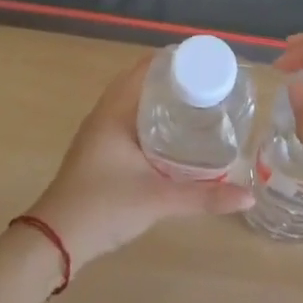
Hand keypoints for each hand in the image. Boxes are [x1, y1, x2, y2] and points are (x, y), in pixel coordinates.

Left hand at [27, 54, 252, 271]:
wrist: (54, 241)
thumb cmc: (104, 207)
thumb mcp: (158, 199)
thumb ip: (204, 197)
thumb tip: (248, 197)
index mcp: (115, 111)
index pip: (147, 68)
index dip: (177, 60)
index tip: (209, 64)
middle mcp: (105, 113)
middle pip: (142, 81)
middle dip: (175, 80)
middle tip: (211, 86)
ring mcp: (99, 132)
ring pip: (134, 101)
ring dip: (161, 98)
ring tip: (197, 104)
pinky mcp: (98, 150)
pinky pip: (129, 118)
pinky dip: (151, 116)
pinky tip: (172, 134)